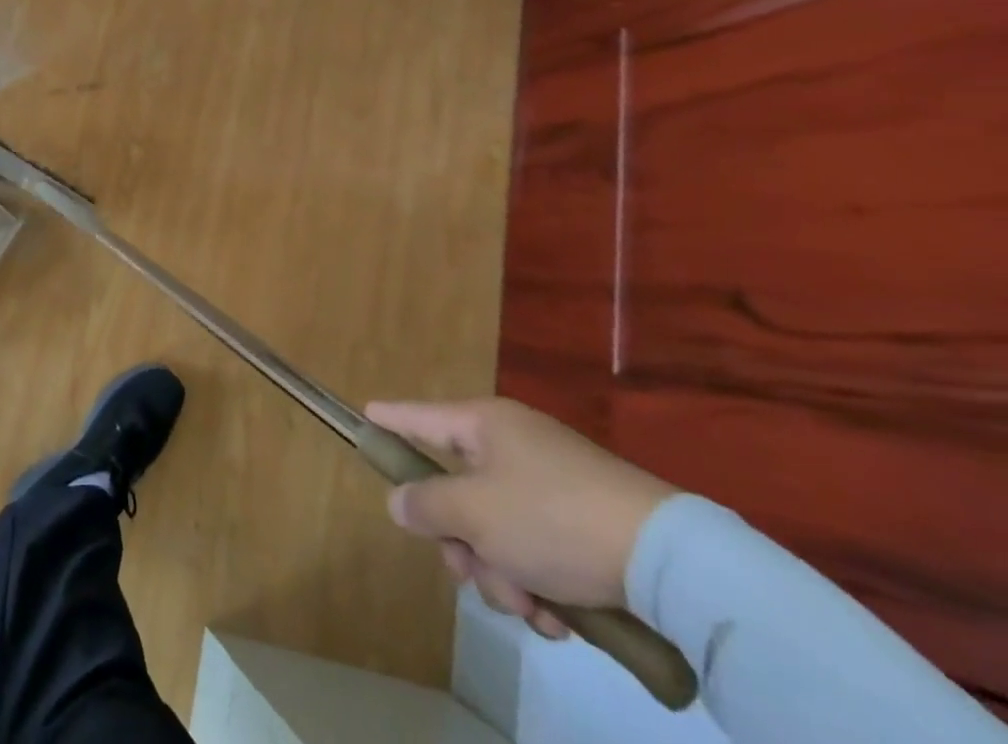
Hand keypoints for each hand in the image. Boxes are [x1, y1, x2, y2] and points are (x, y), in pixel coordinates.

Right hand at [365, 397, 677, 639]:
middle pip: (458, 492)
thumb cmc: (552, 518)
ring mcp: (552, 486)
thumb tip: (399, 501)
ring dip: (503, 575)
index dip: (390, 419)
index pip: (421, 417)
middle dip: (462, 544)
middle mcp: (514, 448)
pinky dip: (539, 585)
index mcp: (485, 426)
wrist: (669, 562)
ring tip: (530, 606)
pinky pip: (537, 552)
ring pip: (497, 532)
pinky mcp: (586, 525)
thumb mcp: (476, 514)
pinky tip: (558, 617)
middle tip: (471, 573)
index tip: (364, 417)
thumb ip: (427, 505)